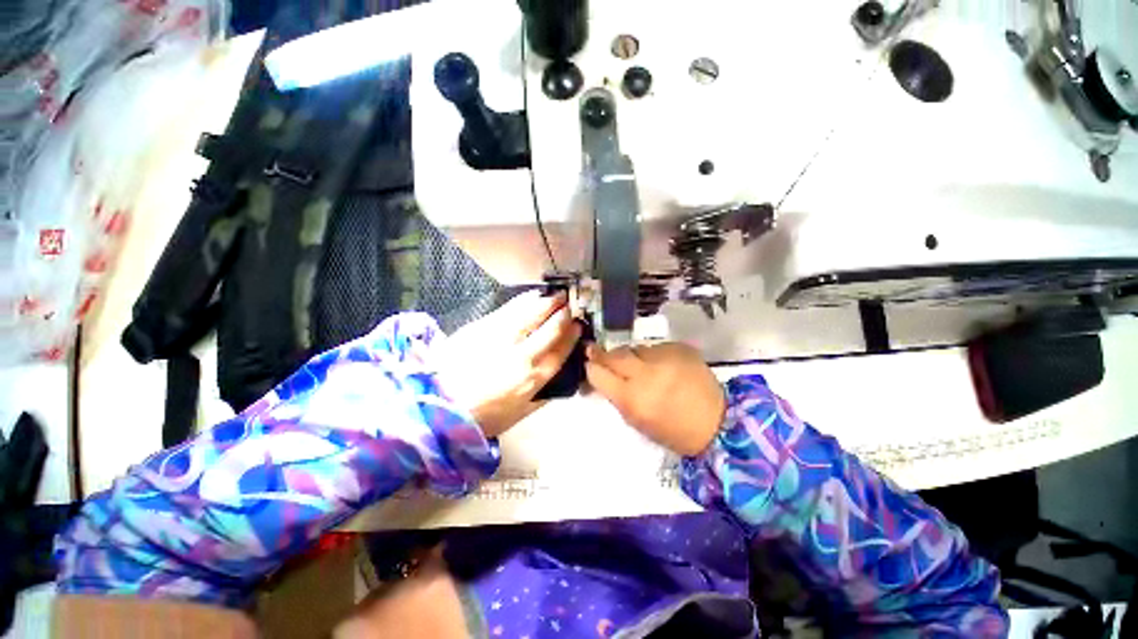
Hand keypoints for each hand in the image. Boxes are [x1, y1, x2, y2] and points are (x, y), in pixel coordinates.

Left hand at [436, 291, 581, 437]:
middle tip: (570, 305)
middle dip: (564, 314)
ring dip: (548, 303)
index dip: (572, 336)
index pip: (560, 351)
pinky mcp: (483, 327)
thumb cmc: (481, 415)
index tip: (579, 326)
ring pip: (532, 314)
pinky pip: (510, 309)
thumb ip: (543, 398)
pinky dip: (525, 300)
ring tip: (556, 295)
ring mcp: (501, 337)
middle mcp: (522, 354)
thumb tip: (560, 383)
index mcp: (533, 379)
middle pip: (550, 329)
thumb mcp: (518, 415)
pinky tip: (532, 295)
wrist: (437, 404)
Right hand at [585, 342, 725, 456]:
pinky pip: (655, 347)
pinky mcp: (680, 348)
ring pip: (635, 349)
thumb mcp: (637, 420)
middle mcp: (646, 374)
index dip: (591, 367)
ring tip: (643, 369)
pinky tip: (664, 368)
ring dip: (632, 357)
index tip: (589, 363)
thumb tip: (602, 376)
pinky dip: (654, 356)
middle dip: (603, 354)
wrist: (718, 422)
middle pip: (614, 355)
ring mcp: (664, 358)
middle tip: (596, 352)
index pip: (598, 373)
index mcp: (632, 398)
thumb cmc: (673, 430)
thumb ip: (617, 396)